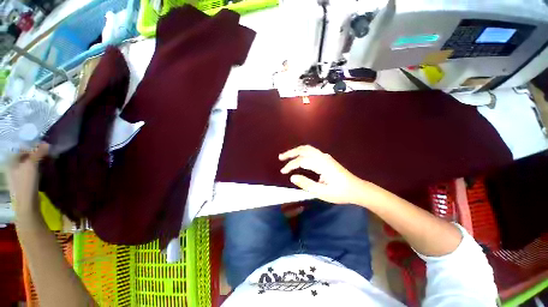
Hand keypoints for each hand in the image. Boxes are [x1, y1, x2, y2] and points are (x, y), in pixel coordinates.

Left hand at [7, 143, 48, 215]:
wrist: (27, 203)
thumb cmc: (26, 182)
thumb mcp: (32, 165)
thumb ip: (38, 153)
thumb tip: (46, 143)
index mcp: (11, 161)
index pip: (21, 149)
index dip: (32, 146)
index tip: (44, 147)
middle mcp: (12, 167)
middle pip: (24, 157)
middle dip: (35, 154)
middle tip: (47, 154)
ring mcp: (17, 176)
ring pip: (28, 164)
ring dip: (37, 162)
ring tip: (47, 161)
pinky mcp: (23, 182)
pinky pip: (30, 172)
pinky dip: (37, 169)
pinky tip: (43, 171)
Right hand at [279, 145, 370, 203]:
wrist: (357, 189)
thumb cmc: (341, 193)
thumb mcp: (323, 192)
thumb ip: (306, 184)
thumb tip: (292, 177)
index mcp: (322, 164)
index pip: (302, 161)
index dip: (291, 165)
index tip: (283, 172)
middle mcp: (323, 157)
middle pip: (304, 149)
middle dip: (291, 153)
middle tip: (281, 157)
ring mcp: (325, 157)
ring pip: (308, 149)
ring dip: (296, 151)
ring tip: (286, 156)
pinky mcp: (326, 159)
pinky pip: (311, 152)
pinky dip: (302, 153)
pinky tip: (298, 158)